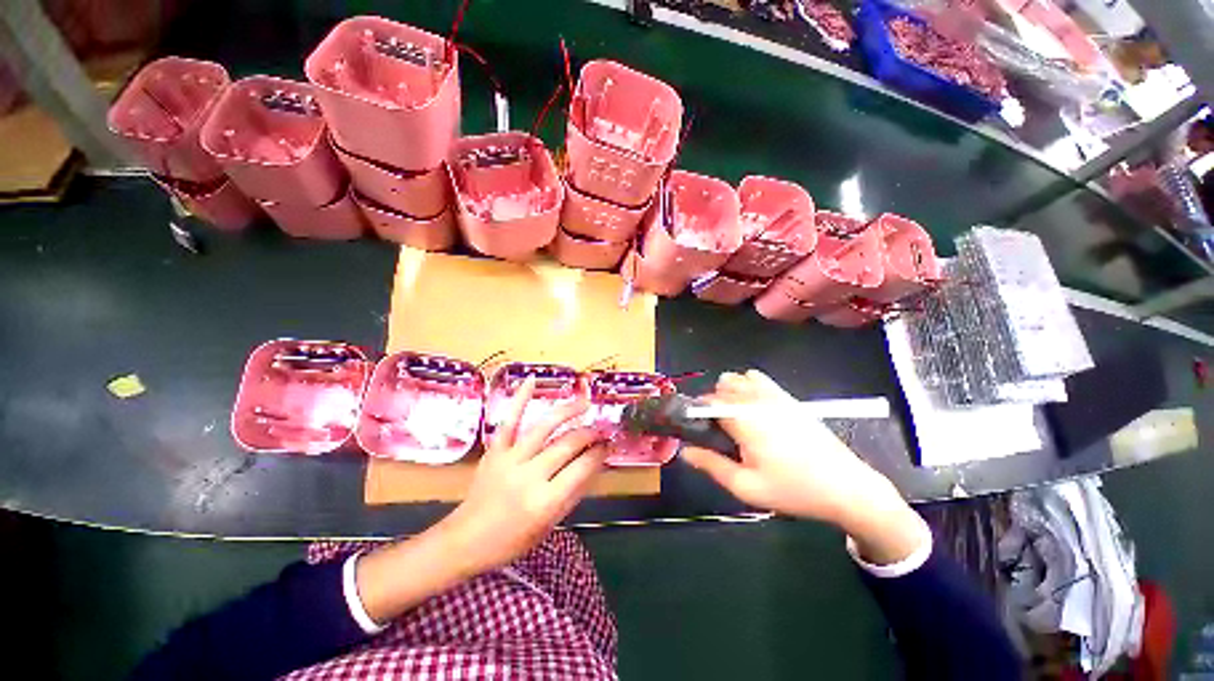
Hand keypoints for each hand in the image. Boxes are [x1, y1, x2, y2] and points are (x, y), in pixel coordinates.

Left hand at [355, 377, 606, 624]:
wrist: (466, 540)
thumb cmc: (512, 540)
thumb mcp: (550, 524)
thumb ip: (572, 493)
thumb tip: (593, 463)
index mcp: (545, 502)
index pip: (581, 468)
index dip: (599, 453)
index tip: (608, 444)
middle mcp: (529, 476)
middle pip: (567, 444)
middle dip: (589, 433)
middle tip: (600, 429)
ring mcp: (509, 460)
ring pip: (544, 428)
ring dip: (567, 412)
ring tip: (584, 403)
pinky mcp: (495, 451)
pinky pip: (510, 421)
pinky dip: (520, 399)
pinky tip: (531, 380)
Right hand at [681, 370, 928, 564]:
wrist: (847, 487)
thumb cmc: (793, 489)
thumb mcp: (746, 486)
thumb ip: (711, 465)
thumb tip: (684, 452)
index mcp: (744, 418)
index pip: (707, 402)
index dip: (698, 416)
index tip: (701, 434)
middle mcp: (756, 399)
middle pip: (720, 387)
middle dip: (713, 405)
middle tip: (722, 434)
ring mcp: (774, 394)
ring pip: (737, 378)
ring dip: (729, 394)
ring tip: (738, 421)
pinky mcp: (787, 396)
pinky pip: (756, 378)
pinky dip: (747, 387)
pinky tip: (755, 412)